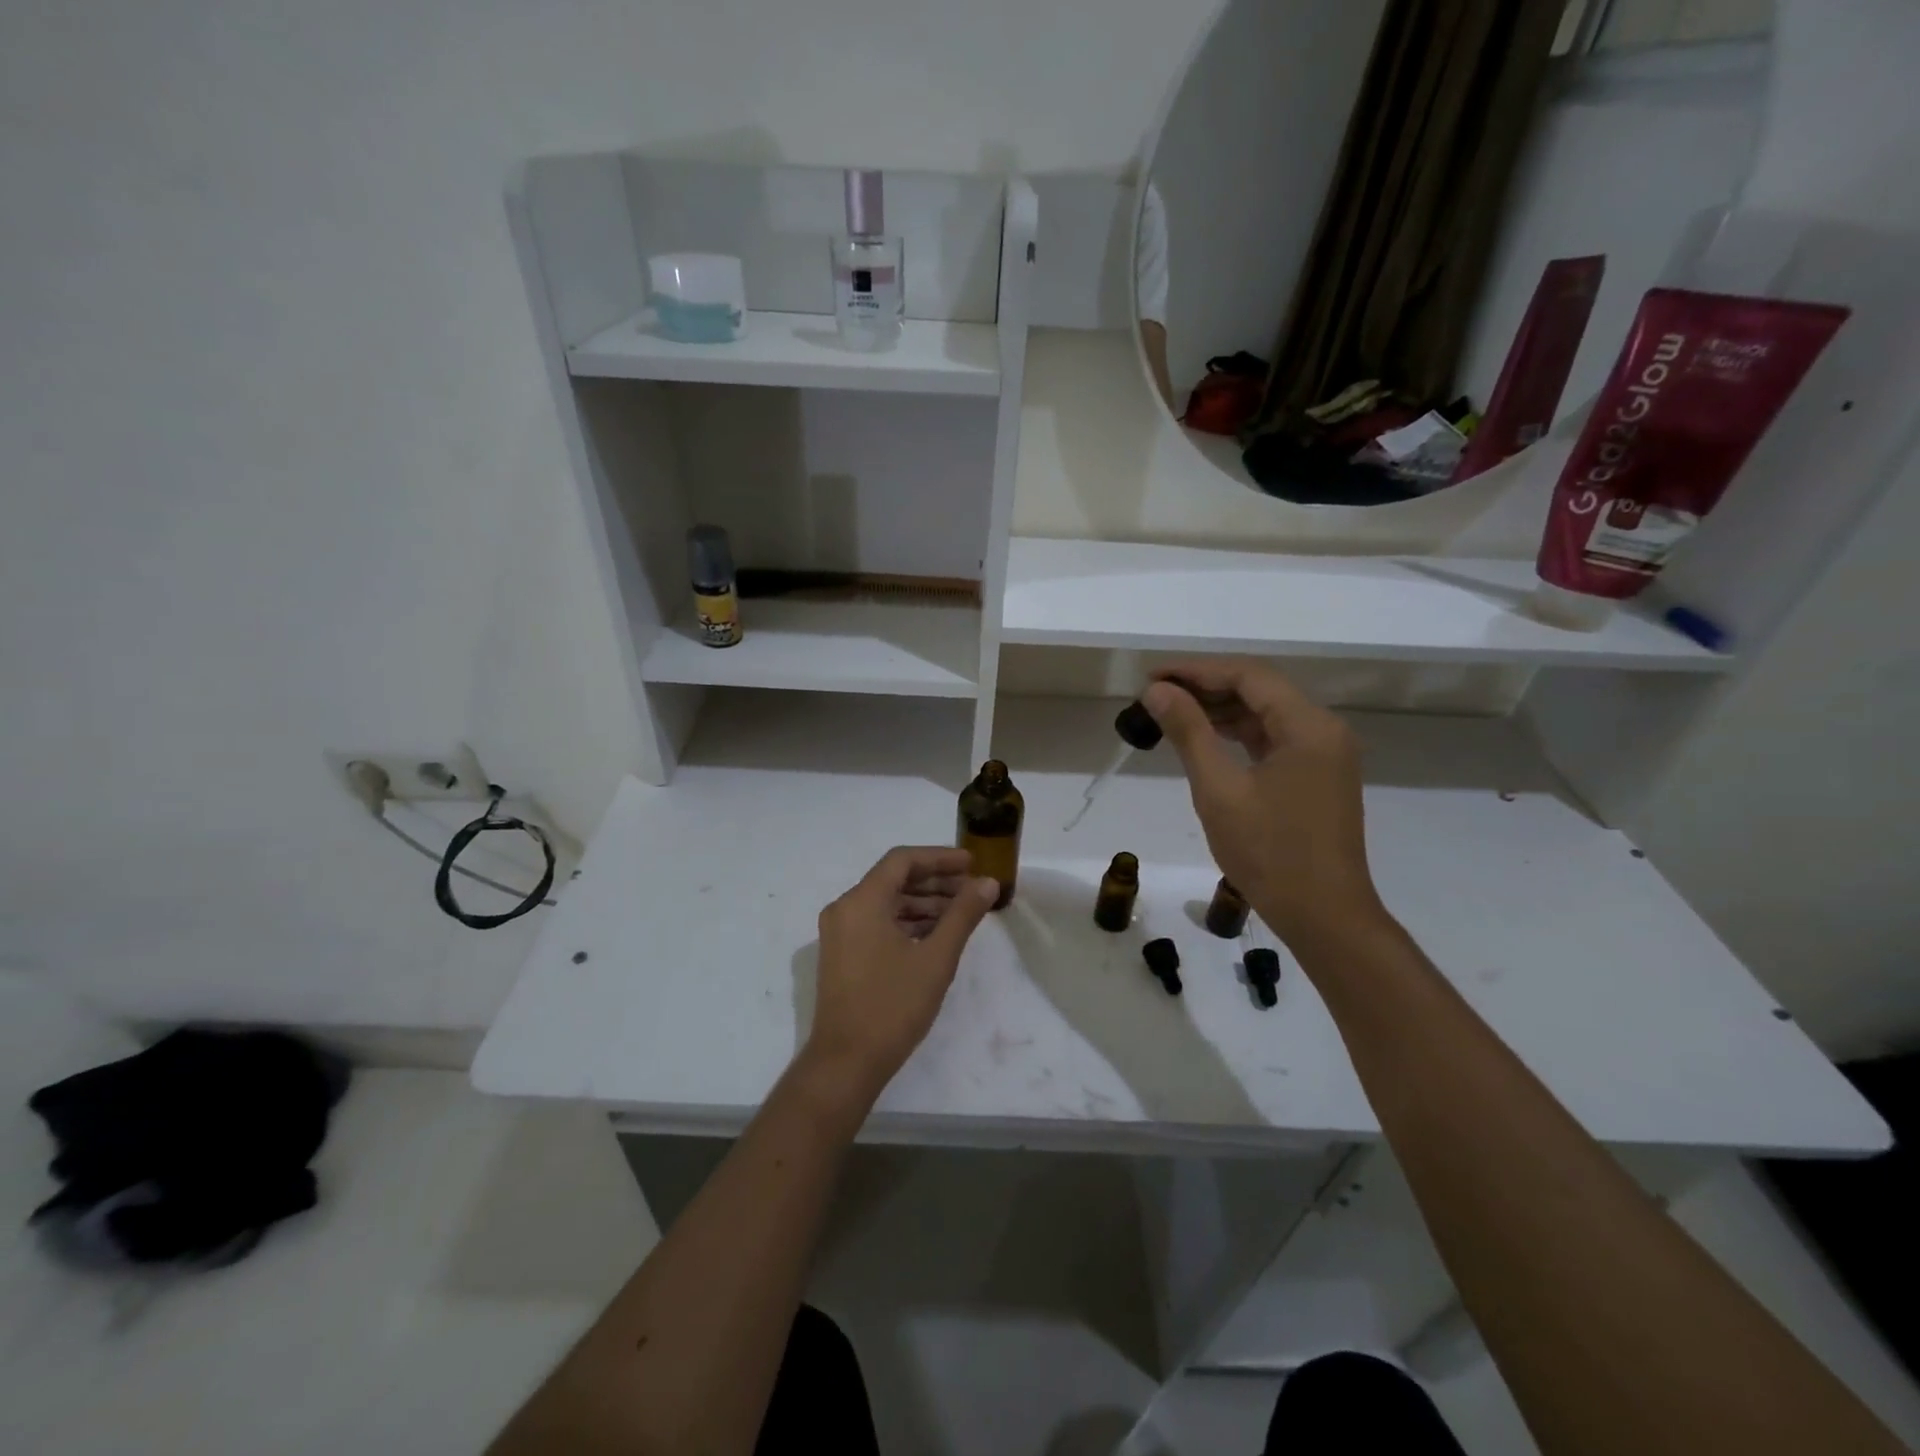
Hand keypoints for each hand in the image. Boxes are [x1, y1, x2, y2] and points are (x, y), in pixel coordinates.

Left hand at [806, 848, 999, 1103]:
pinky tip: (936, 935)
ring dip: (924, 903)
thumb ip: (963, 915)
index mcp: (861, 901)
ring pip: (886, 903)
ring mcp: (840, 933)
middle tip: (973, 889)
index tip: (972, 863)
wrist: (846, 1063)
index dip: (940, 858)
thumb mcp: (936, 958)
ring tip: (962, 913)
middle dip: (935, 882)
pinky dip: (907, 923)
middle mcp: (845, 909)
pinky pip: (878, 923)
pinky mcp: (843, 954)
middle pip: (894, 879)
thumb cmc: (892, 1006)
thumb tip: (988, 883)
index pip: (902, 860)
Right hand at [1143, 660, 1387, 948]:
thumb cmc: (1270, 853)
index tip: (1152, 676)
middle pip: (1259, 690)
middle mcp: (1324, 730)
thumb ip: (1189, 732)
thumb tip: (1158, 691)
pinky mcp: (1317, 776)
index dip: (1196, 670)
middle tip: (1155, 694)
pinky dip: (1238, 735)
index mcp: (1308, 726)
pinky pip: (1274, 740)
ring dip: (1219, 710)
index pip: (1248, 676)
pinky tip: (1204, 739)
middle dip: (1205, 688)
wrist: (1324, 916)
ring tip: (1170, 713)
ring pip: (1266, 715)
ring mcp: (1324, 754)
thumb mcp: (1219, 790)